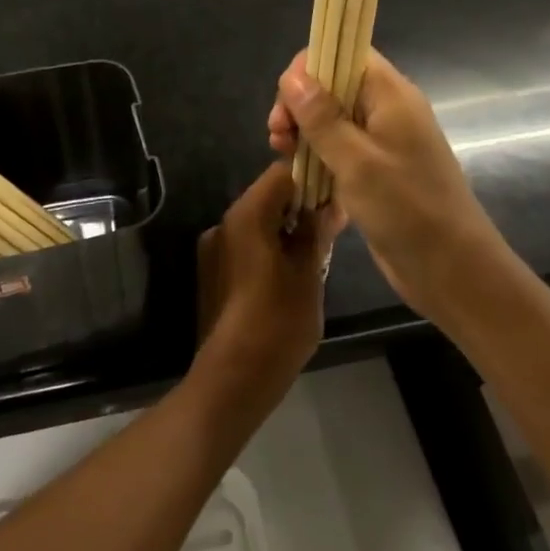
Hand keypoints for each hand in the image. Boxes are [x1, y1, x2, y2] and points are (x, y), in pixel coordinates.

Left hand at [194, 161, 341, 399]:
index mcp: (246, 216)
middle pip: (266, 197)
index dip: (311, 178)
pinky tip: (291, 274)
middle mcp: (223, 224)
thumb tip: (326, 205)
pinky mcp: (212, 272)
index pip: (280, 174)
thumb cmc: (277, 322)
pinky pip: (245, 246)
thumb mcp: (308, 274)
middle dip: (300, 206)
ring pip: (256, 223)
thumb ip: (315, 233)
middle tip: (333, 228)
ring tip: (316, 253)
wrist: (233, 377)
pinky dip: (268, 248)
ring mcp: (213, 249)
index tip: (337, 195)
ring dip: (285, 229)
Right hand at [268, 48, 499, 320]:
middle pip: (333, 85)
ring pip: (332, 119)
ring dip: (303, 132)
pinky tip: (299, 174)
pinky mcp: (376, 170)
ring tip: (283, 156)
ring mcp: (381, 142)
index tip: (286, 104)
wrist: (450, 268)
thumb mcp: (357, 162)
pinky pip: (338, 148)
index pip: (345, 53)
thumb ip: (322, 117)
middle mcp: (387, 111)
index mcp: (391, 96)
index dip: (309, 68)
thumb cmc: (406, 209)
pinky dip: (316, 155)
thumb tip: (292, 75)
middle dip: (299, 104)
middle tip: (278, 137)